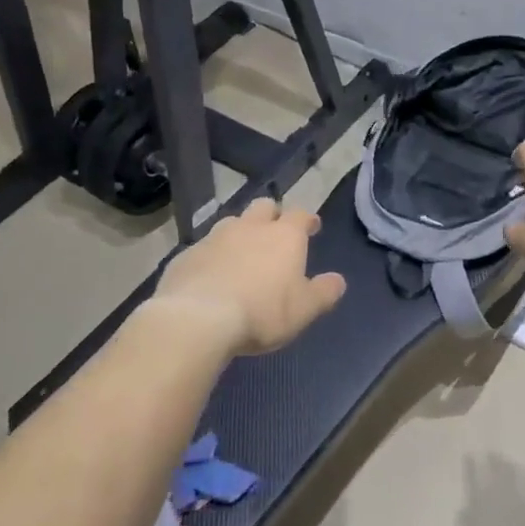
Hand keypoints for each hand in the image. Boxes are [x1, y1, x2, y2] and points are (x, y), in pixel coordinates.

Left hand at [152, 199, 346, 355]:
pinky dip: (212, 256)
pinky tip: (211, 275)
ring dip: (239, 233)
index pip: (300, 214)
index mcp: (284, 236)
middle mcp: (250, 227)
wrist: (197, 319)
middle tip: (274, 232)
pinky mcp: (186, 255)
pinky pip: (204, 248)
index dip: (307, 220)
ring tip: (241, 253)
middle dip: (271, 215)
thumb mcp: (304, 309)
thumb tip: (338, 281)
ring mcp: (214, 238)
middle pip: (263, 206)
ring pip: (231, 223)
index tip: (312, 227)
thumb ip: (324, 292)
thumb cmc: (262, 312)